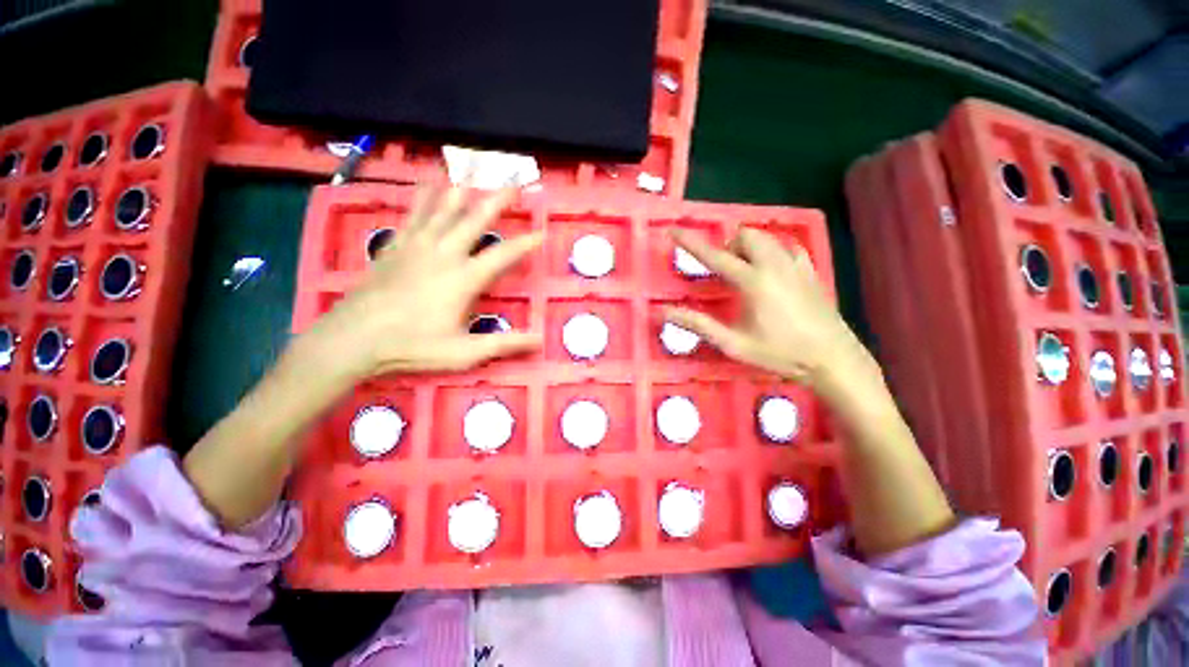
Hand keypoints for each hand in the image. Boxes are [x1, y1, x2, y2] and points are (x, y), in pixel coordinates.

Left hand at [305, 186, 542, 379]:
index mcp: (464, 279)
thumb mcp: (464, 353)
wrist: (353, 339)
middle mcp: (444, 253)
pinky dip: (424, 195)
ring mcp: (417, 245)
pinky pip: (414, 212)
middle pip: (475, 219)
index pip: (503, 254)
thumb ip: (504, 344)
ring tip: (474, 172)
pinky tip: (428, 183)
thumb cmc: (413, 346)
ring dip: (463, 190)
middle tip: (514, 184)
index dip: (525, 243)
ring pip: (444, 208)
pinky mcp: (396, 244)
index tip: (541, 232)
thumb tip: (540, 340)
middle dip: (497, 200)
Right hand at [663, 228, 875, 393]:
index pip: (715, 255)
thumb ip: (699, 324)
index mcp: (753, 282)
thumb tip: (664, 312)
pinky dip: (771, 249)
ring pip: (766, 237)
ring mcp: (796, 265)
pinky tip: (770, 268)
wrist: (832, 359)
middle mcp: (774, 265)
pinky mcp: (810, 270)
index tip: (674, 230)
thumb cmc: (779, 353)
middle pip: (745, 235)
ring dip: (748, 245)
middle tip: (722, 268)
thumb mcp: (733, 344)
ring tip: (743, 268)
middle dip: (727, 245)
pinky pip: (787, 246)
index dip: (691, 242)